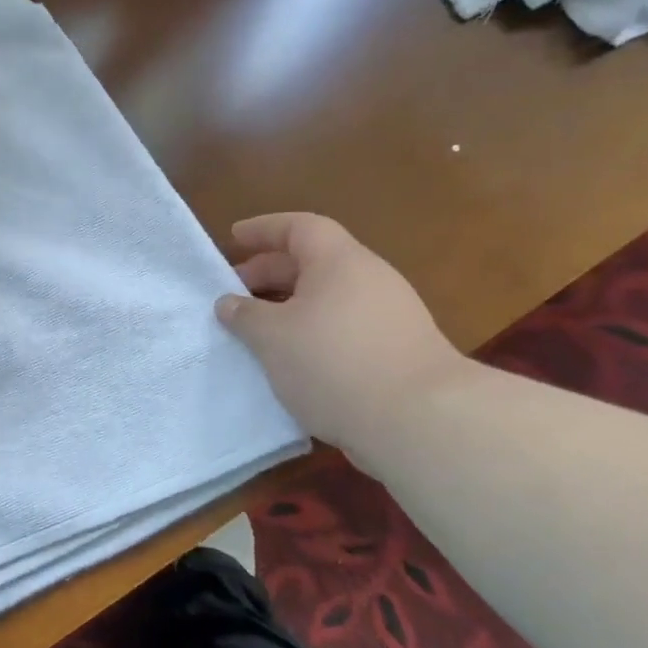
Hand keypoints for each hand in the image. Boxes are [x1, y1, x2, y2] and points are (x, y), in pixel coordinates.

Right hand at [216, 213, 468, 468]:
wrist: (419, 419)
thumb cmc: (334, 362)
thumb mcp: (272, 337)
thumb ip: (244, 315)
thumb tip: (228, 302)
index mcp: (339, 262)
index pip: (299, 228)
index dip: (264, 229)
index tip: (234, 238)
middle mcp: (369, 279)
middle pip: (313, 262)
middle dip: (269, 274)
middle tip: (233, 294)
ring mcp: (388, 316)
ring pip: (328, 299)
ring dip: (289, 308)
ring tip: (256, 332)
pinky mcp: (396, 350)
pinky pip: (343, 327)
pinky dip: (312, 333)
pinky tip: (292, 362)